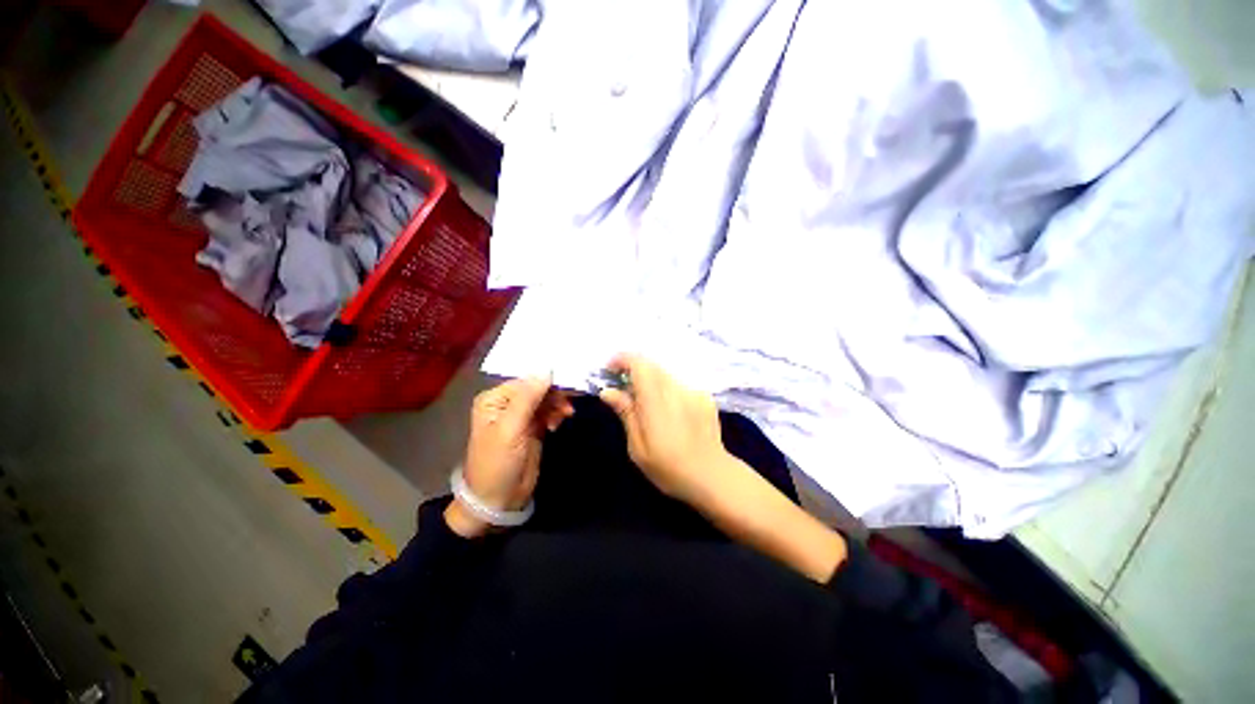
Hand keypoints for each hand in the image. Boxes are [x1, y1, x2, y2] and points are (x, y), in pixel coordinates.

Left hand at [445, 376, 573, 537]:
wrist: (497, 500)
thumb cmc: (498, 462)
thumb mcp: (511, 428)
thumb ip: (528, 397)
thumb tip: (547, 368)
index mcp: (495, 399)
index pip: (526, 380)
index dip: (547, 380)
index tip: (569, 385)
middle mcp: (507, 403)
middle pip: (537, 388)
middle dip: (554, 394)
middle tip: (570, 403)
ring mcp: (521, 416)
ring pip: (545, 400)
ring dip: (557, 405)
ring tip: (566, 415)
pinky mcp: (532, 428)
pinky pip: (548, 412)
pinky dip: (556, 414)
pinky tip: (557, 424)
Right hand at [597, 354, 729, 504]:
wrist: (712, 476)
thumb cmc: (668, 468)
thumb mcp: (638, 447)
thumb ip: (626, 413)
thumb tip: (608, 391)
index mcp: (656, 401)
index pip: (639, 364)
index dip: (622, 360)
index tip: (610, 370)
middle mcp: (676, 389)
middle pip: (652, 365)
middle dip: (635, 371)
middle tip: (625, 391)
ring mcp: (693, 391)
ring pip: (666, 374)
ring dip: (652, 381)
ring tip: (648, 406)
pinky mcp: (705, 396)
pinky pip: (680, 384)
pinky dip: (668, 390)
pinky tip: (671, 413)